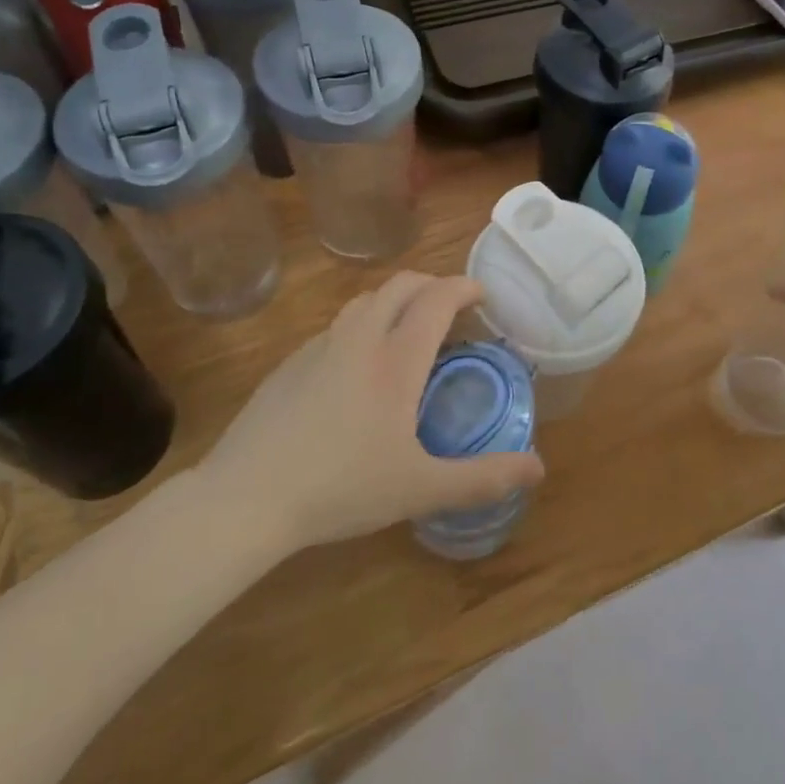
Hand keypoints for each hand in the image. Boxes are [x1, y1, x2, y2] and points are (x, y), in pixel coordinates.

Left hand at [197, 273, 544, 550]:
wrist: (245, 498)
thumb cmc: (341, 487)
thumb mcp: (420, 489)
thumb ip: (482, 479)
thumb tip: (538, 469)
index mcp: (395, 359)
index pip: (436, 298)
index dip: (463, 287)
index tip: (482, 295)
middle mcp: (359, 339)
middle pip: (400, 285)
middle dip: (432, 285)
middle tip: (451, 310)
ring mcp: (319, 347)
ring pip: (364, 301)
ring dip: (395, 301)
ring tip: (408, 332)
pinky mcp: (289, 364)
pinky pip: (336, 327)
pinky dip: (362, 325)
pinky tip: (358, 368)